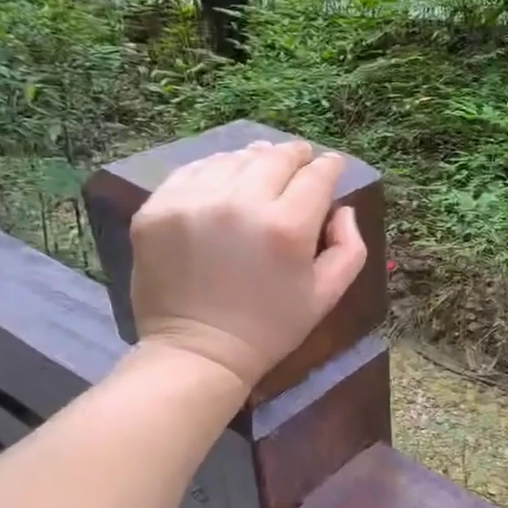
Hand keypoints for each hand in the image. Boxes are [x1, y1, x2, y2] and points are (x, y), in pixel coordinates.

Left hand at [128, 139, 366, 389]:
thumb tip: (342, 209)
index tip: (331, 166)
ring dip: (254, 160)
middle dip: (295, 155)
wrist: (199, 352)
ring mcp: (193, 202)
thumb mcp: (327, 295)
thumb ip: (349, 247)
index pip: (316, 176)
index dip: (329, 166)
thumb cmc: (271, 327)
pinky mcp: (157, 208)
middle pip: (275, 158)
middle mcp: (240, 204)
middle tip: (301, 158)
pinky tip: (225, 180)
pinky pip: (193, 171)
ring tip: (262, 167)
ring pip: (234, 159)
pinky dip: (215, 170)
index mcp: (286, 228)